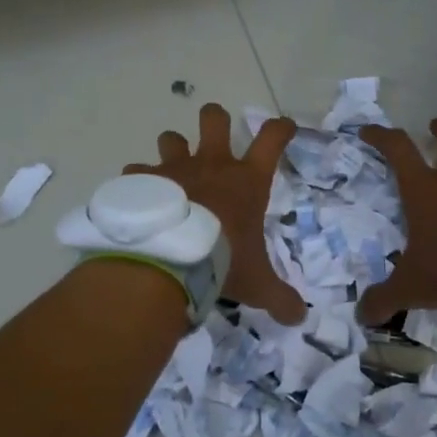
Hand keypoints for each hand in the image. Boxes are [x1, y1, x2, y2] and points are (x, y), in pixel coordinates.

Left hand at [126, 103, 305, 324]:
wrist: (167, 260)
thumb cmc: (222, 262)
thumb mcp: (256, 284)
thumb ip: (278, 298)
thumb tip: (299, 318)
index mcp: (246, 181)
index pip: (272, 139)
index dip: (280, 128)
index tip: (284, 126)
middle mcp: (211, 165)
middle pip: (215, 119)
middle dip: (216, 119)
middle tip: (216, 136)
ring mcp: (173, 169)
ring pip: (171, 137)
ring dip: (173, 148)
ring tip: (171, 170)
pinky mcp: (142, 181)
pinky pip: (137, 172)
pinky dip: (139, 183)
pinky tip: (139, 199)